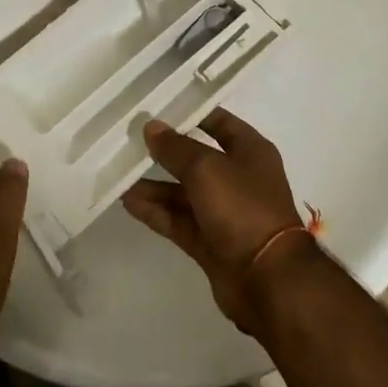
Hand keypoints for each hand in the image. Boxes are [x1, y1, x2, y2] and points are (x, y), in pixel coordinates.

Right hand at [121, 109, 313, 334]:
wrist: (267, 279)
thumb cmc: (242, 207)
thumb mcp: (206, 168)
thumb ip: (176, 148)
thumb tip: (151, 127)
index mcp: (250, 151)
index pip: (219, 122)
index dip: (191, 113)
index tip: (158, 107)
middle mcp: (239, 178)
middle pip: (197, 159)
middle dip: (166, 152)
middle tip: (130, 141)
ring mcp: (225, 212)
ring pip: (184, 193)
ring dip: (155, 185)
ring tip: (121, 175)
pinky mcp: (211, 241)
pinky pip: (179, 220)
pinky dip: (157, 211)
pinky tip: (129, 202)